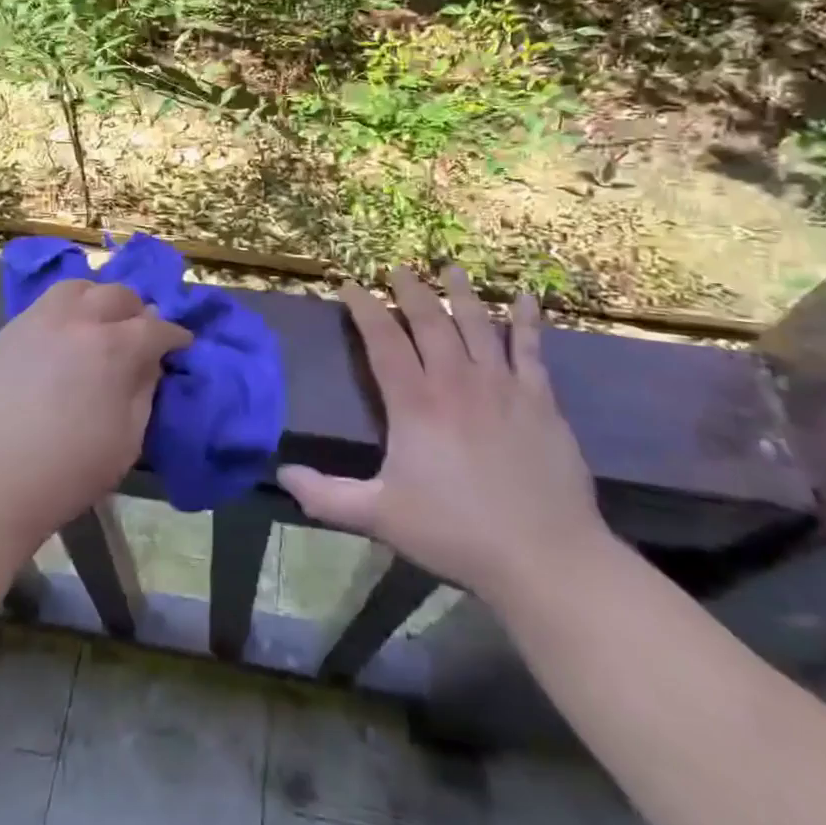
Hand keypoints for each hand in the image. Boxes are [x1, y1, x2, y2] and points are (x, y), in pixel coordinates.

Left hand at [0, 279, 191, 552]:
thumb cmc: (65, 473)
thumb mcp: (126, 441)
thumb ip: (143, 392)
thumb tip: (149, 362)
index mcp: (112, 347)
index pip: (155, 327)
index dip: (174, 335)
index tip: (181, 344)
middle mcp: (75, 321)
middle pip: (117, 295)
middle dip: (137, 311)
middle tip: (141, 333)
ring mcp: (34, 322)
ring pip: (75, 289)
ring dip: (96, 300)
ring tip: (98, 324)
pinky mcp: (3, 334)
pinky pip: (41, 309)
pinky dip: (61, 315)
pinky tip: (58, 343)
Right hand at [278, 266, 610, 607]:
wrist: (544, 556)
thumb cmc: (456, 532)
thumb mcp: (380, 516)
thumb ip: (326, 495)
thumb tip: (280, 474)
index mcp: (414, 402)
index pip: (382, 339)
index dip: (364, 308)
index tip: (350, 285)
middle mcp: (455, 380)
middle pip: (429, 321)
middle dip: (410, 290)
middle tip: (399, 268)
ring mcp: (501, 385)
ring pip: (477, 324)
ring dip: (461, 294)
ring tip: (450, 268)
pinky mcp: (540, 399)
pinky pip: (531, 349)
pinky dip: (527, 321)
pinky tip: (528, 298)